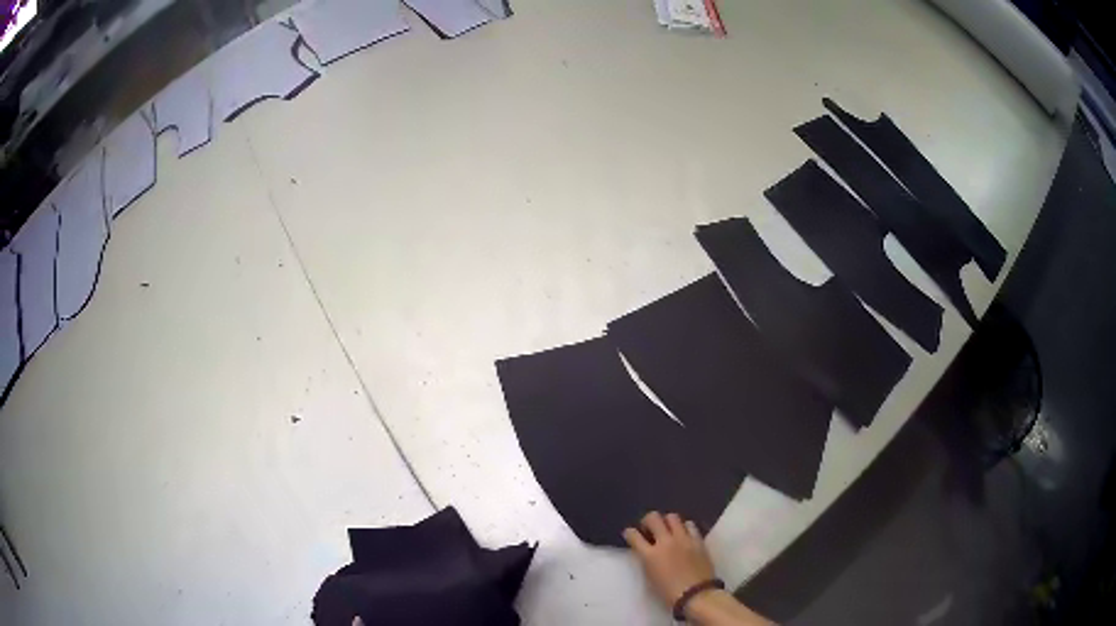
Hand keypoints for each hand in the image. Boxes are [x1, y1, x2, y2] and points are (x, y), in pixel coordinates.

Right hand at [623, 511, 714, 608]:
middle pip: (653, 518)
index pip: (634, 535)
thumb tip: (646, 551)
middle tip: (649, 528)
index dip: (629, 532)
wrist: (696, 594)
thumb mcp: (650, 577)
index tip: (630, 533)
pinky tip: (684, 534)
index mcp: (650, 555)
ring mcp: (683, 539)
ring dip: (667, 522)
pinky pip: (690, 525)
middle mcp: (666, 542)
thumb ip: (646, 560)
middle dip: (648, 520)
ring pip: (673, 517)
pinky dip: (684, 527)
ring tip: (668, 530)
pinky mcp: (698, 540)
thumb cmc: (668, 592)